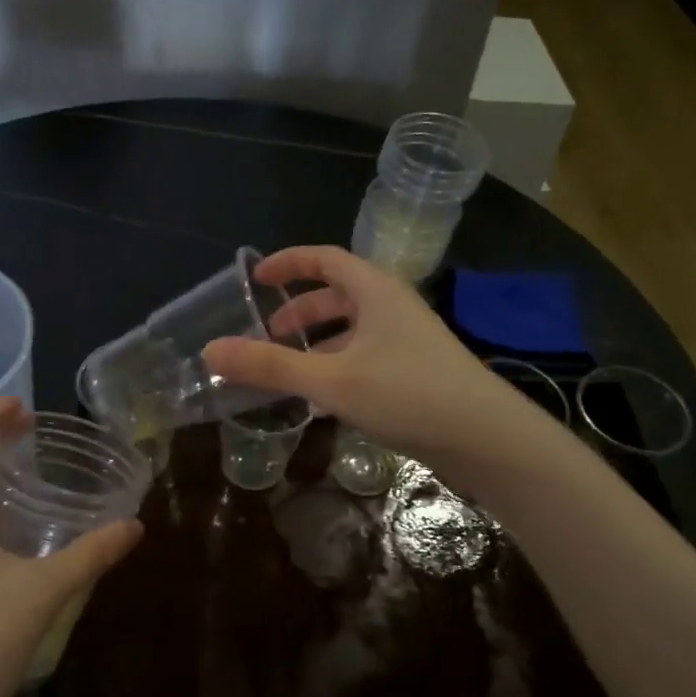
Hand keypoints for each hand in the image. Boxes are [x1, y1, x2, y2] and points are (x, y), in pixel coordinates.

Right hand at [203, 246, 530, 475]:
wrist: (486, 438)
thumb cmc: (408, 394)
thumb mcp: (330, 379)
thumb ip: (270, 366)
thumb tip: (209, 351)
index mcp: (375, 291)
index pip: (325, 258)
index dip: (288, 263)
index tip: (256, 279)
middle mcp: (393, 307)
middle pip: (338, 295)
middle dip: (299, 312)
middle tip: (268, 336)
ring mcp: (409, 341)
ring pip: (353, 329)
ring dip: (318, 343)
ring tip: (290, 370)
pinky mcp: (417, 372)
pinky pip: (366, 356)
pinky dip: (338, 366)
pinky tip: (326, 397)